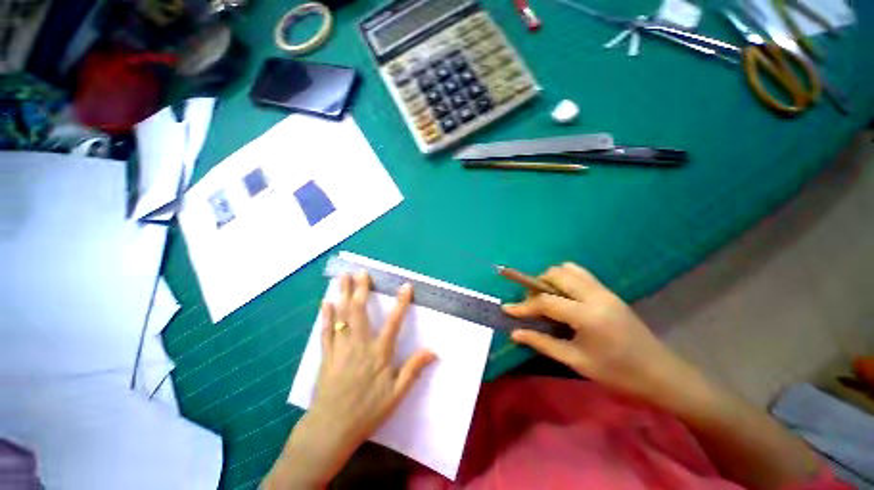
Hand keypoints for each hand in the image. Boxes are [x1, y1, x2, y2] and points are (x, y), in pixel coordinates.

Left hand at [264, 272, 435, 488]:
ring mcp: (340, 348)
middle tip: (361, 272)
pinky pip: (326, 331)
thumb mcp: (396, 394)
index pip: (393, 322)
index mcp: (378, 353)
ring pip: (341, 316)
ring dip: (343, 294)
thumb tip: (433, 351)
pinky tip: (326, 303)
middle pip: (359, 311)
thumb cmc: (367, 411)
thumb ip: (413, 369)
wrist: (331, 429)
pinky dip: (326, 315)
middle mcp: (359, 344)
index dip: (401, 303)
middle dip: (361, 289)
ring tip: (342, 277)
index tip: (406, 286)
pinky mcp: (327, 355)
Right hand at [503, 263, 697, 407]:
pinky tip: (564, 297)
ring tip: (546, 298)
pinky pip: (581, 274)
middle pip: (556, 275)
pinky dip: (565, 279)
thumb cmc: (617, 373)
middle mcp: (595, 295)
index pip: (545, 301)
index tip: (507, 309)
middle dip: (537, 285)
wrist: (660, 374)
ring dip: (551, 279)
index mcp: (587, 315)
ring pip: (568, 269)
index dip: (523, 306)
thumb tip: (516, 333)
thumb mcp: (576, 361)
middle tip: (531, 304)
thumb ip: (543, 343)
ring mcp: (604, 291)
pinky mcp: (609, 292)